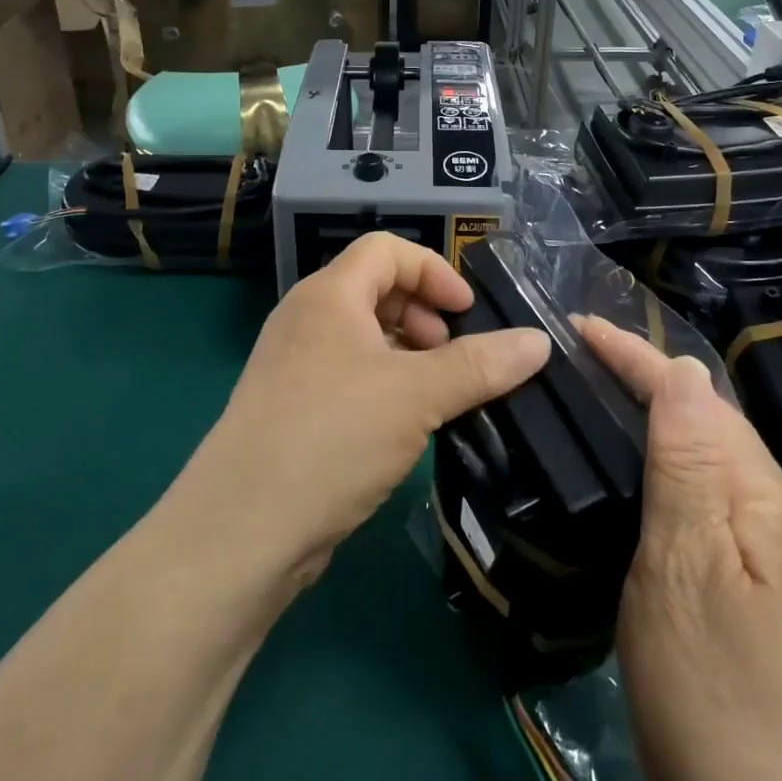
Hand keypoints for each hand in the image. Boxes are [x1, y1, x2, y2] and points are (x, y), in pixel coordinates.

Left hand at [178, 234, 550, 587]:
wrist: (240, 531)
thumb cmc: (331, 437)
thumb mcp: (416, 395)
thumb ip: (480, 365)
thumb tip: (541, 342)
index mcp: (328, 295)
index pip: (386, 249)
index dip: (433, 271)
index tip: (467, 313)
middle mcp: (306, 320)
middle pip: (375, 290)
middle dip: (424, 315)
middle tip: (454, 358)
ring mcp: (294, 366)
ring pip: (363, 339)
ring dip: (408, 356)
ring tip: (439, 395)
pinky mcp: (292, 409)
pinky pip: (349, 377)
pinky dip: (384, 386)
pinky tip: (407, 427)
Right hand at [574, 318, 781, 780]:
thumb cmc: (708, 682)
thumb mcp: (685, 564)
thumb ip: (688, 462)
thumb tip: (682, 369)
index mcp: (767, 495)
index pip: (695, 396)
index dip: (636, 356)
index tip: (579, 325)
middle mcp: (776, 506)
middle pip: (705, 417)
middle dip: (644, 377)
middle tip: (578, 354)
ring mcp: (767, 543)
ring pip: (702, 450)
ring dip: (652, 413)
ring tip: (597, 392)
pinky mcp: (748, 572)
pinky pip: (700, 486)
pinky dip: (660, 458)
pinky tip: (632, 462)